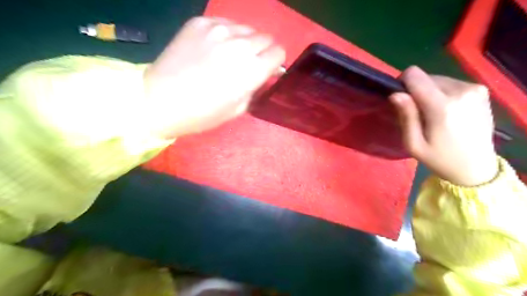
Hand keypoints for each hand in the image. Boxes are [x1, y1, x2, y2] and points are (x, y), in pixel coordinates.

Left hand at [143, 16, 284, 138]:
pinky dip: (225, 34)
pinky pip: (225, 23)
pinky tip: (213, 47)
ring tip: (229, 55)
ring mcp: (218, 30)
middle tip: (248, 63)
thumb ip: (255, 88)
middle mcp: (240, 46)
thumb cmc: (202, 113)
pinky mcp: (200, 23)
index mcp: (252, 70)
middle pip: (265, 38)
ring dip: (244, 41)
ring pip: (246, 29)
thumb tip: (263, 75)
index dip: (275, 62)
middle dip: (262, 51)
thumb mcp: (238, 109)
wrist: (159, 100)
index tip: (267, 69)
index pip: (278, 53)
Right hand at [391, 66, 499, 185]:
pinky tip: (447, 111)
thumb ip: (406, 116)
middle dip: (416, 91)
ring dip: (429, 92)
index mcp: (442, 106)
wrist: (476, 167)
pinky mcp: (481, 90)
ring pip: (438, 79)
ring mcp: (474, 89)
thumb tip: (395, 94)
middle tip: (418, 113)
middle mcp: (461, 91)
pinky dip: (442, 93)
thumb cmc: (439, 158)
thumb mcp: (414, 144)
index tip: (401, 99)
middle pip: (425, 77)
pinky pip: (450, 83)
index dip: (402, 83)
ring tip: (433, 114)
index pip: (414, 75)